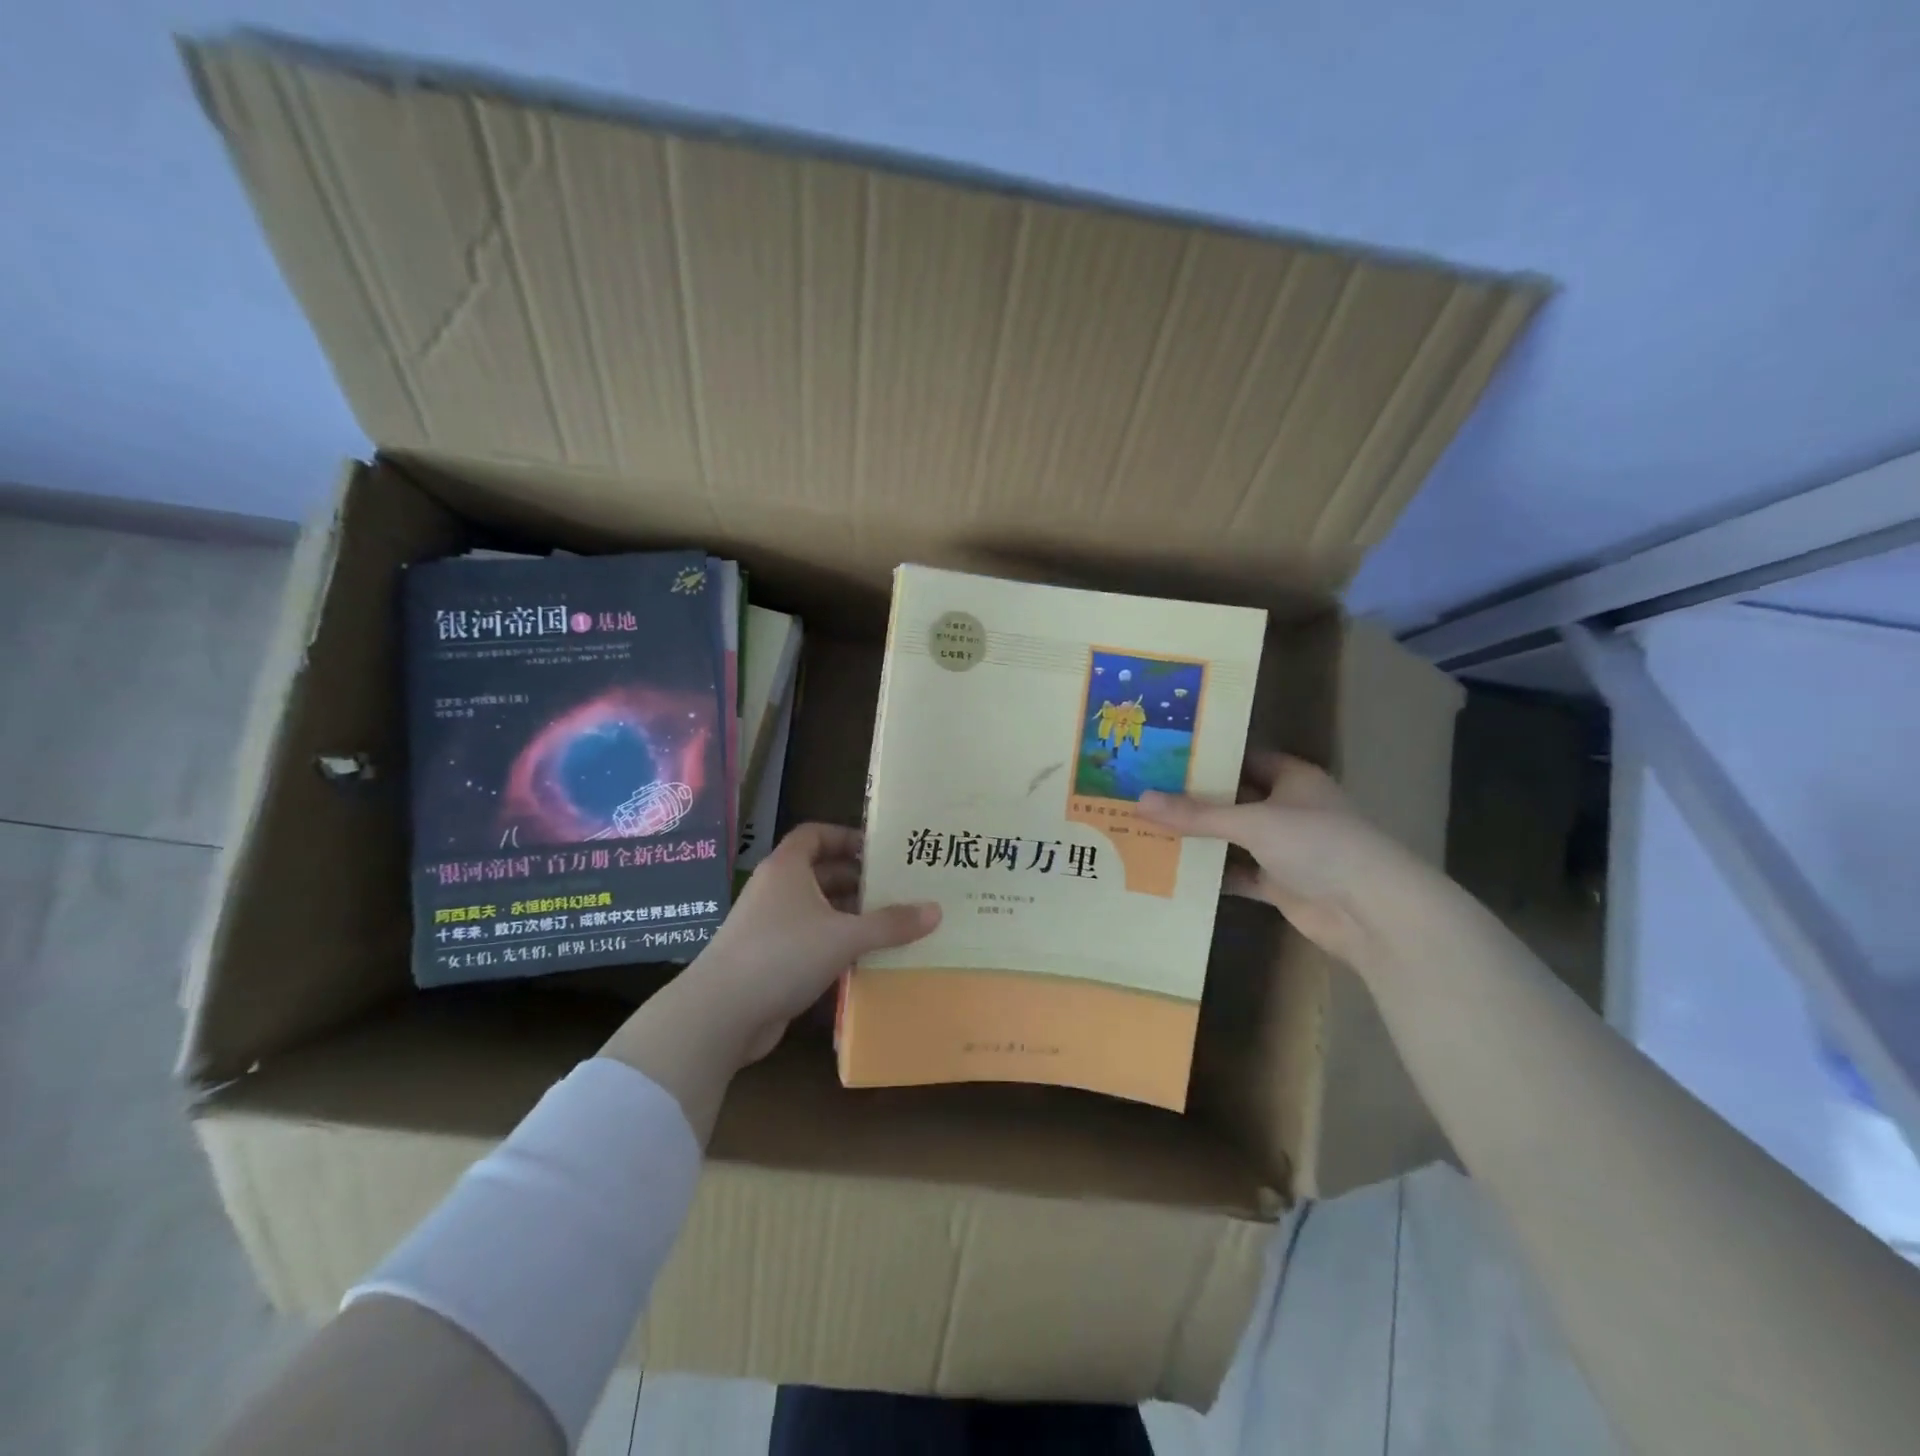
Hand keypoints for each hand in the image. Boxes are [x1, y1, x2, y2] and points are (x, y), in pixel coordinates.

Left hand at [691, 823, 939, 1062]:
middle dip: (858, 881)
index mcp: (787, 868)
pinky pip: (810, 942)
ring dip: (850, 916)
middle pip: (821, 873)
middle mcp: (776, 890)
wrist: (721, 1014)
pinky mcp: (769, 961)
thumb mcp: (844, 936)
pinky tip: (866, 960)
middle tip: (900, 889)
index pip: (815, 834)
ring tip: (892, 925)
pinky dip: (836, 945)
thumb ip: (890, 924)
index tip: (880, 851)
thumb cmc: (783, 954)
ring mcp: (770, 927)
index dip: (846, 836)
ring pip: (817, 911)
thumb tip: (936, 910)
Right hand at [1137, 753, 1422, 962]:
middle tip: (1144, 792)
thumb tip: (1140, 800)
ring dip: (1200, 839)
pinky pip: (1238, 874)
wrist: (1370, 912)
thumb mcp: (1252, 821)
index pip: (1244, 758)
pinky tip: (1174, 872)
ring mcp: (1285, 849)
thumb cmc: (1317, 844)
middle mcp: (1289, 809)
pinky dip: (1213, 875)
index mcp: (1293, 778)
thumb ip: (1197, 814)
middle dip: (1195, 799)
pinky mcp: (1280, 884)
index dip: (1208, 757)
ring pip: (1233, 838)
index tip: (1163, 756)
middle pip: (1234, 799)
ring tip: (1149, 829)